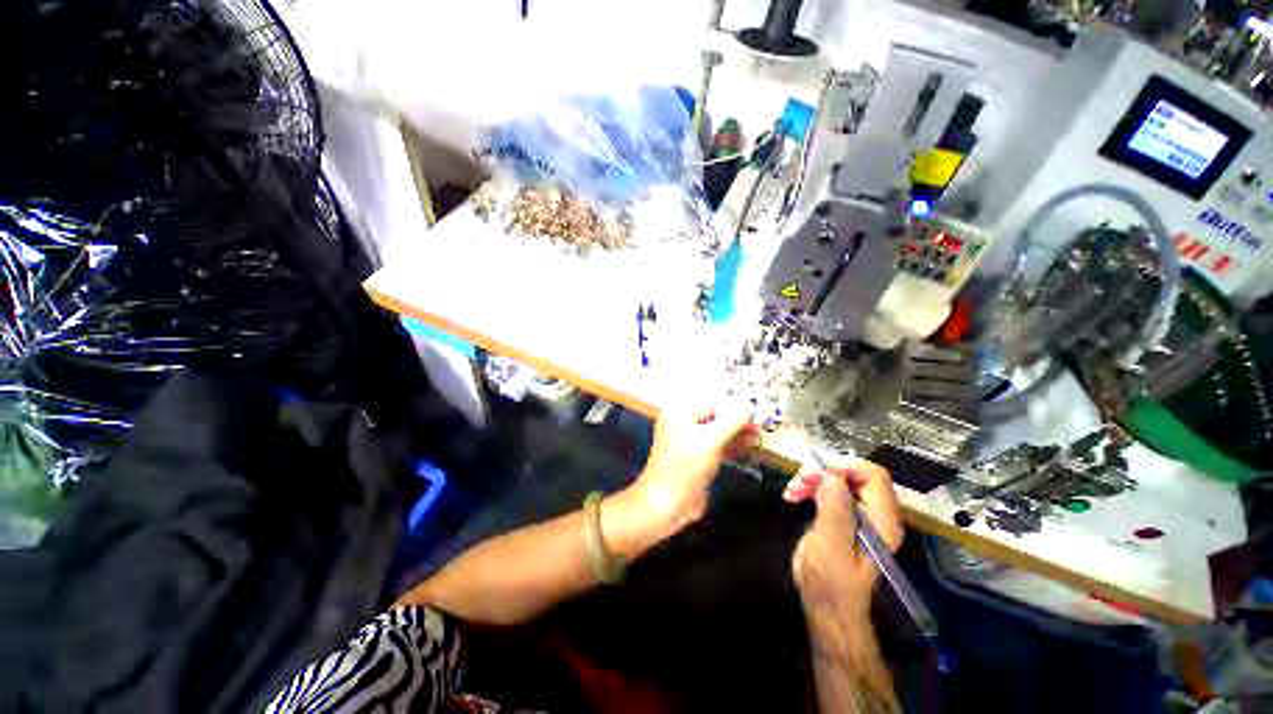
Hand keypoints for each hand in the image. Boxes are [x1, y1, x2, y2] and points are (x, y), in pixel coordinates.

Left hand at [604, 402, 754, 556]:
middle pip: (715, 416)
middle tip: (760, 427)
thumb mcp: (710, 440)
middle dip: (737, 421)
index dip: (735, 409)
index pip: (712, 403)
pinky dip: (731, 444)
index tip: (757, 415)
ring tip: (758, 436)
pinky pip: (716, 445)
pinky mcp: (696, 457)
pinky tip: (748, 446)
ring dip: (737, 433)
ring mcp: (689, 440)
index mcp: (679, 412)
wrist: (667, 503)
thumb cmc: (685, 466)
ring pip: (717, 431)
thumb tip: (749, 408)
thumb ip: (732, 422)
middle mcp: (683, 422)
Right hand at [786, 462, 902, 624]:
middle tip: (798, 479)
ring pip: (838, 480)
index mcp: (882, 521)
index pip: (874, 476)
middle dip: (824, 472)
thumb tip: (832, 475)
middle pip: (854, 475)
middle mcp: (876, 514)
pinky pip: (828, 490)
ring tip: (791, 490)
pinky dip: (810, 487)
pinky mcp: (842, 517)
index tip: (815, 473)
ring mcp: (860, 515)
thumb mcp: (831, 547)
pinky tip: (793, 495)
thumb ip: (835, 511)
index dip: (845, 467)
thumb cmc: (830, 582)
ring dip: (813, 479)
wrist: (826, 606)